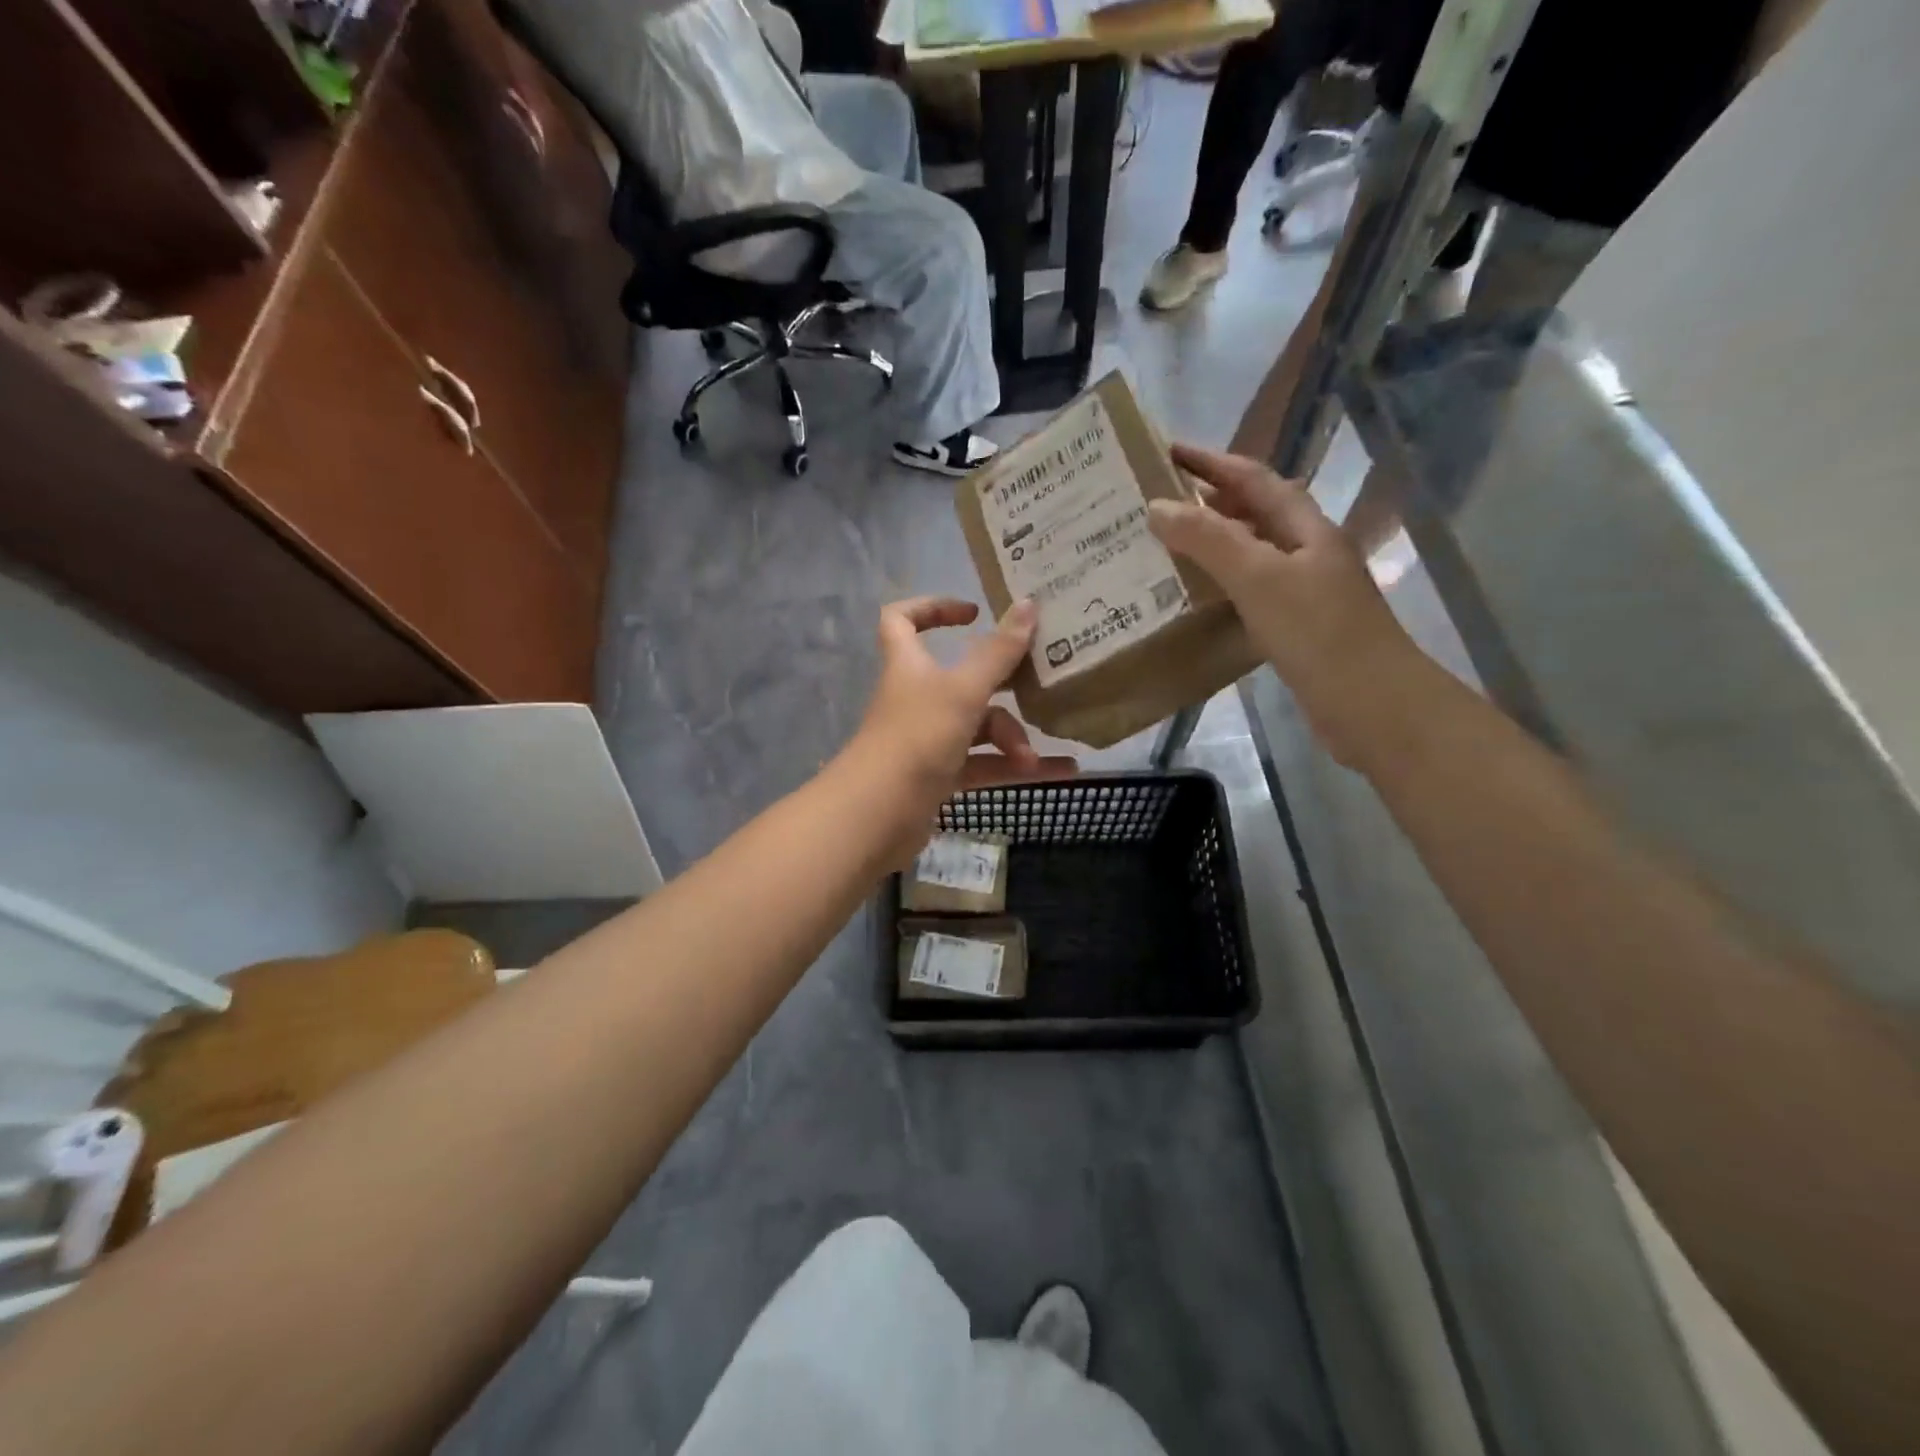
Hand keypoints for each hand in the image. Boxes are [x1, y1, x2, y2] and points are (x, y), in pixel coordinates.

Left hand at [848, 597, 1076, 861]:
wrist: (877, 816)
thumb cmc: (917, 738)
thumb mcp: (964, 691)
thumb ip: (998, 652)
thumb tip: (1029, 604)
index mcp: (909, 665)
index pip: (903, 620)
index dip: (933, 607)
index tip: (975, 612)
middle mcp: (916, 698)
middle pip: (963, 679)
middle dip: (1003, 685)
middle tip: (1040, 682)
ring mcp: (927, 739)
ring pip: (978, 727)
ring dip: (1011, 739)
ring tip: (1032, 758)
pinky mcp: (938, 776)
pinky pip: (984, 764)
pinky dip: (1015, 767)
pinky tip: (1059, 773)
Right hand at [1148, 443, 1430, 768]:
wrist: (1372, 705)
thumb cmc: (1318, 633)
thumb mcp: (1259, 578)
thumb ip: (1209, 540)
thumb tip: (1157, 506)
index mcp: (1304, 528)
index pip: (1253, 478)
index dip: (1211, 462)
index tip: (1165, 452)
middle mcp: (1305, 551)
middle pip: (1253, 512)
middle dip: (1208, 500)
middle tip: (1154, 503)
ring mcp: (1303, 591)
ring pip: (1249, 554)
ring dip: (1210, 544)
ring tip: (1162, 547)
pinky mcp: (1294, 627)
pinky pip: (1248, 592)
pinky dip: (1219, 585)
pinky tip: (1193, 599)